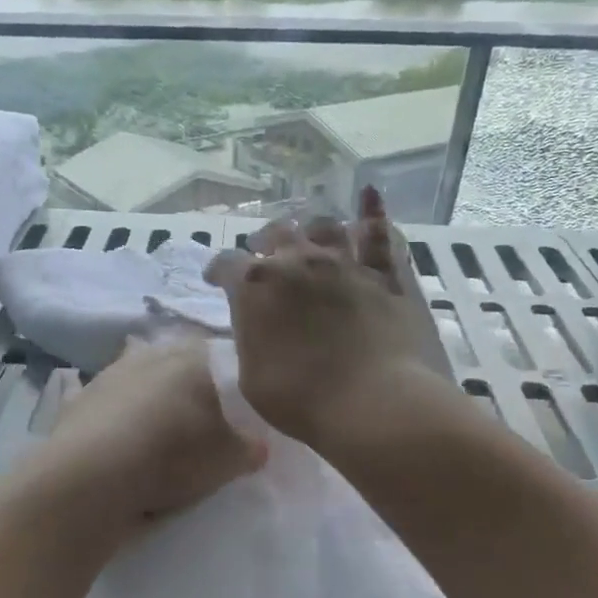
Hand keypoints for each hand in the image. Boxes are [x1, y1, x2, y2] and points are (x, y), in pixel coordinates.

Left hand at [29, 337, 265, 527]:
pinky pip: (102, 402)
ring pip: (135, 377)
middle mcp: (148, 354)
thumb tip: (258, 445)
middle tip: (195, 418)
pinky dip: (110, 414)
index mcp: (190, 357)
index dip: (224, 377)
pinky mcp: (77, 400)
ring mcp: (108, 374)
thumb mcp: (228, 459)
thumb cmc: (172, 455)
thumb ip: (249, 447)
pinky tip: (115, 435)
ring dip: (145, 395)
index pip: (215, 353)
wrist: (93, 475)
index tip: (230, 403)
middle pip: (172, 361)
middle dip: (182, 383)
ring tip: (155, 431)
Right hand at [209, 187, 450, 448]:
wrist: (372, 402)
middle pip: (275, 234)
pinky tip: (370, 194)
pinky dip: (373, 213)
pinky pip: (377, 235)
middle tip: (263, 255)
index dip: (218, 271)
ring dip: (310, 230)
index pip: (226, 264)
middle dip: (264, 242)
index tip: (215, 280)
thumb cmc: (300, 398)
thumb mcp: (251, 377)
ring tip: (307, 237)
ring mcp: (343, 263)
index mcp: (255, 285)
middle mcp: (297, 262)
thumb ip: (250, 341)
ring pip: (323, 227)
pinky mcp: (381, 275)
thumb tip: (255, 327)